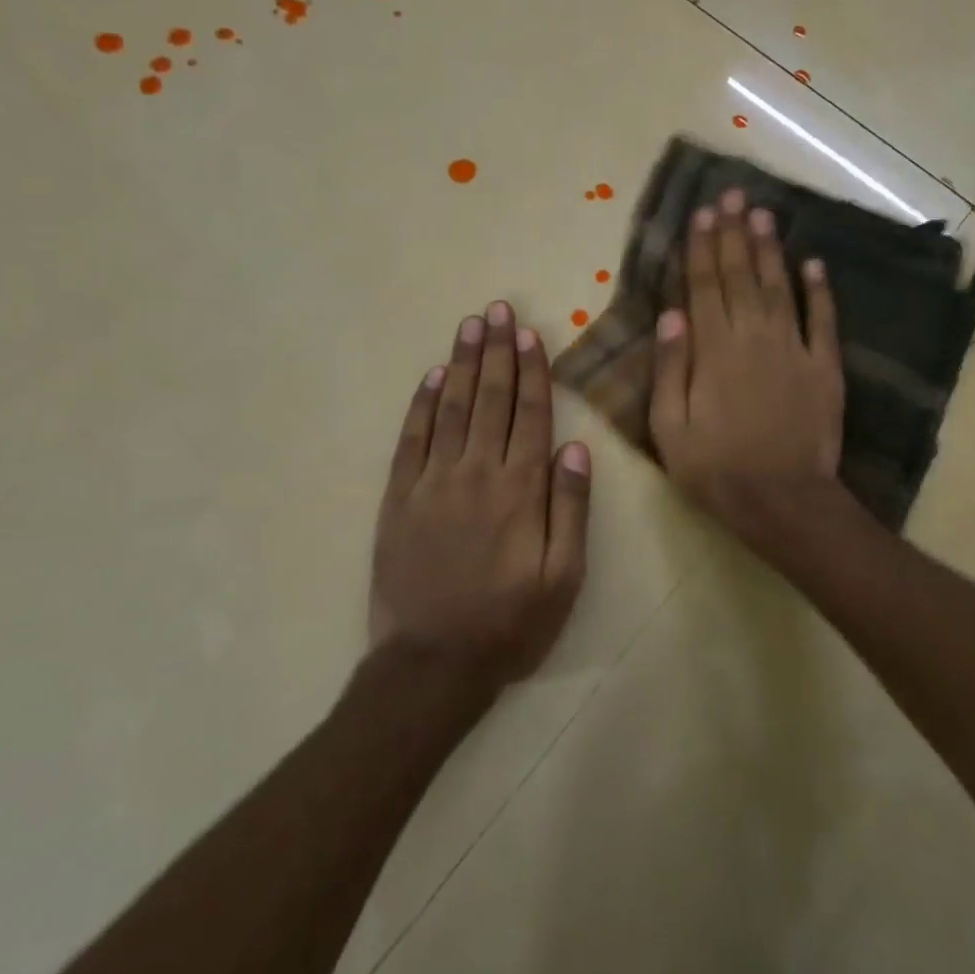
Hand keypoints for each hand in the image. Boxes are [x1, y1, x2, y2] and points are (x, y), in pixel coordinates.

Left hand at [371, 301, 591, 688]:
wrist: (433, 662)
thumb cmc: (511, 622)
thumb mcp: (564, 576)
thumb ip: (570, 508)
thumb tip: (575, 448)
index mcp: (520, 489)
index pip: (530, 414)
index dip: (532, 370)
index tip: (529, 334)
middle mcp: (476, 473)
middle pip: (490, 399)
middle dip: (497, 351)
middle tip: (497, 310)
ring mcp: (432, 482)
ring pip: (451, 409)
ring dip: (462, 364)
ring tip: (470, 326)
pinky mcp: (399, 499)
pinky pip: (411, 440)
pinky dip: (422, 405)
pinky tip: (431, 377)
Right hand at [649, 188, 845, 547]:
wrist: (784, 501)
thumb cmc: (717, 470)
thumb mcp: (670, 429)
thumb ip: (670, 369)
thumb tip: (671, 315)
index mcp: (713, 351)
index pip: (704, 287)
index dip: (702, 248)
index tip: (702, 214)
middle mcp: (754, 338)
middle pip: (741, 276)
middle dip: (734, 234)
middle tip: (734, 195)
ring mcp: (794, 349)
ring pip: (779, 287)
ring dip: (770, 249)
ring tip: (764, 213)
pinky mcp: (825, 367)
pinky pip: (822, 320)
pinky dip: (818, 289)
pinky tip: (813, 263)